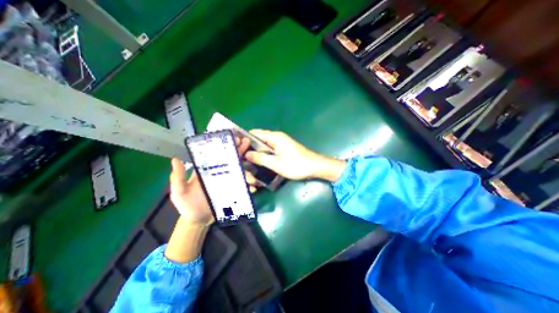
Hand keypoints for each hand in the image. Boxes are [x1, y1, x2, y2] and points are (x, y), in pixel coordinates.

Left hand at [168, 136, 250, 224]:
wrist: (198, 220)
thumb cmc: (187, 205)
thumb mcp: (179, 192)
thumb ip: (178, 178)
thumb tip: (175, 159)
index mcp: (207, 170)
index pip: (216, 155)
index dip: (224, 146)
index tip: (232, 138)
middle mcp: (219, 173)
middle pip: (230, 159)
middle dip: (239, 150)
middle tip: (246, 142)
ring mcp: (228, 181)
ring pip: (239, 171)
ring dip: (246, 167)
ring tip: (252, 164)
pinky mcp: (233, 190)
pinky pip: (242, 185)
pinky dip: (248, 184)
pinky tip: (254, 186)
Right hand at [245, 130, 345, 181]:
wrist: (315, 167)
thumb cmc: (296, 165)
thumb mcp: (276, 163)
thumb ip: (260, 158)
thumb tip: (247, 154)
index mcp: (275, 137)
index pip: (255, 133)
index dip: (245, 139)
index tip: (235, 147)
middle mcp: (277, 138)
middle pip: (259, 140)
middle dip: (249, 148)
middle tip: (240, 158)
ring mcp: (280, 144)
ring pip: (264, 147)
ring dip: (257, 153)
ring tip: (246, 162)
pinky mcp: (283, 151)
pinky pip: (270, 151)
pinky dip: (264, 156)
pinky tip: (259, 163)